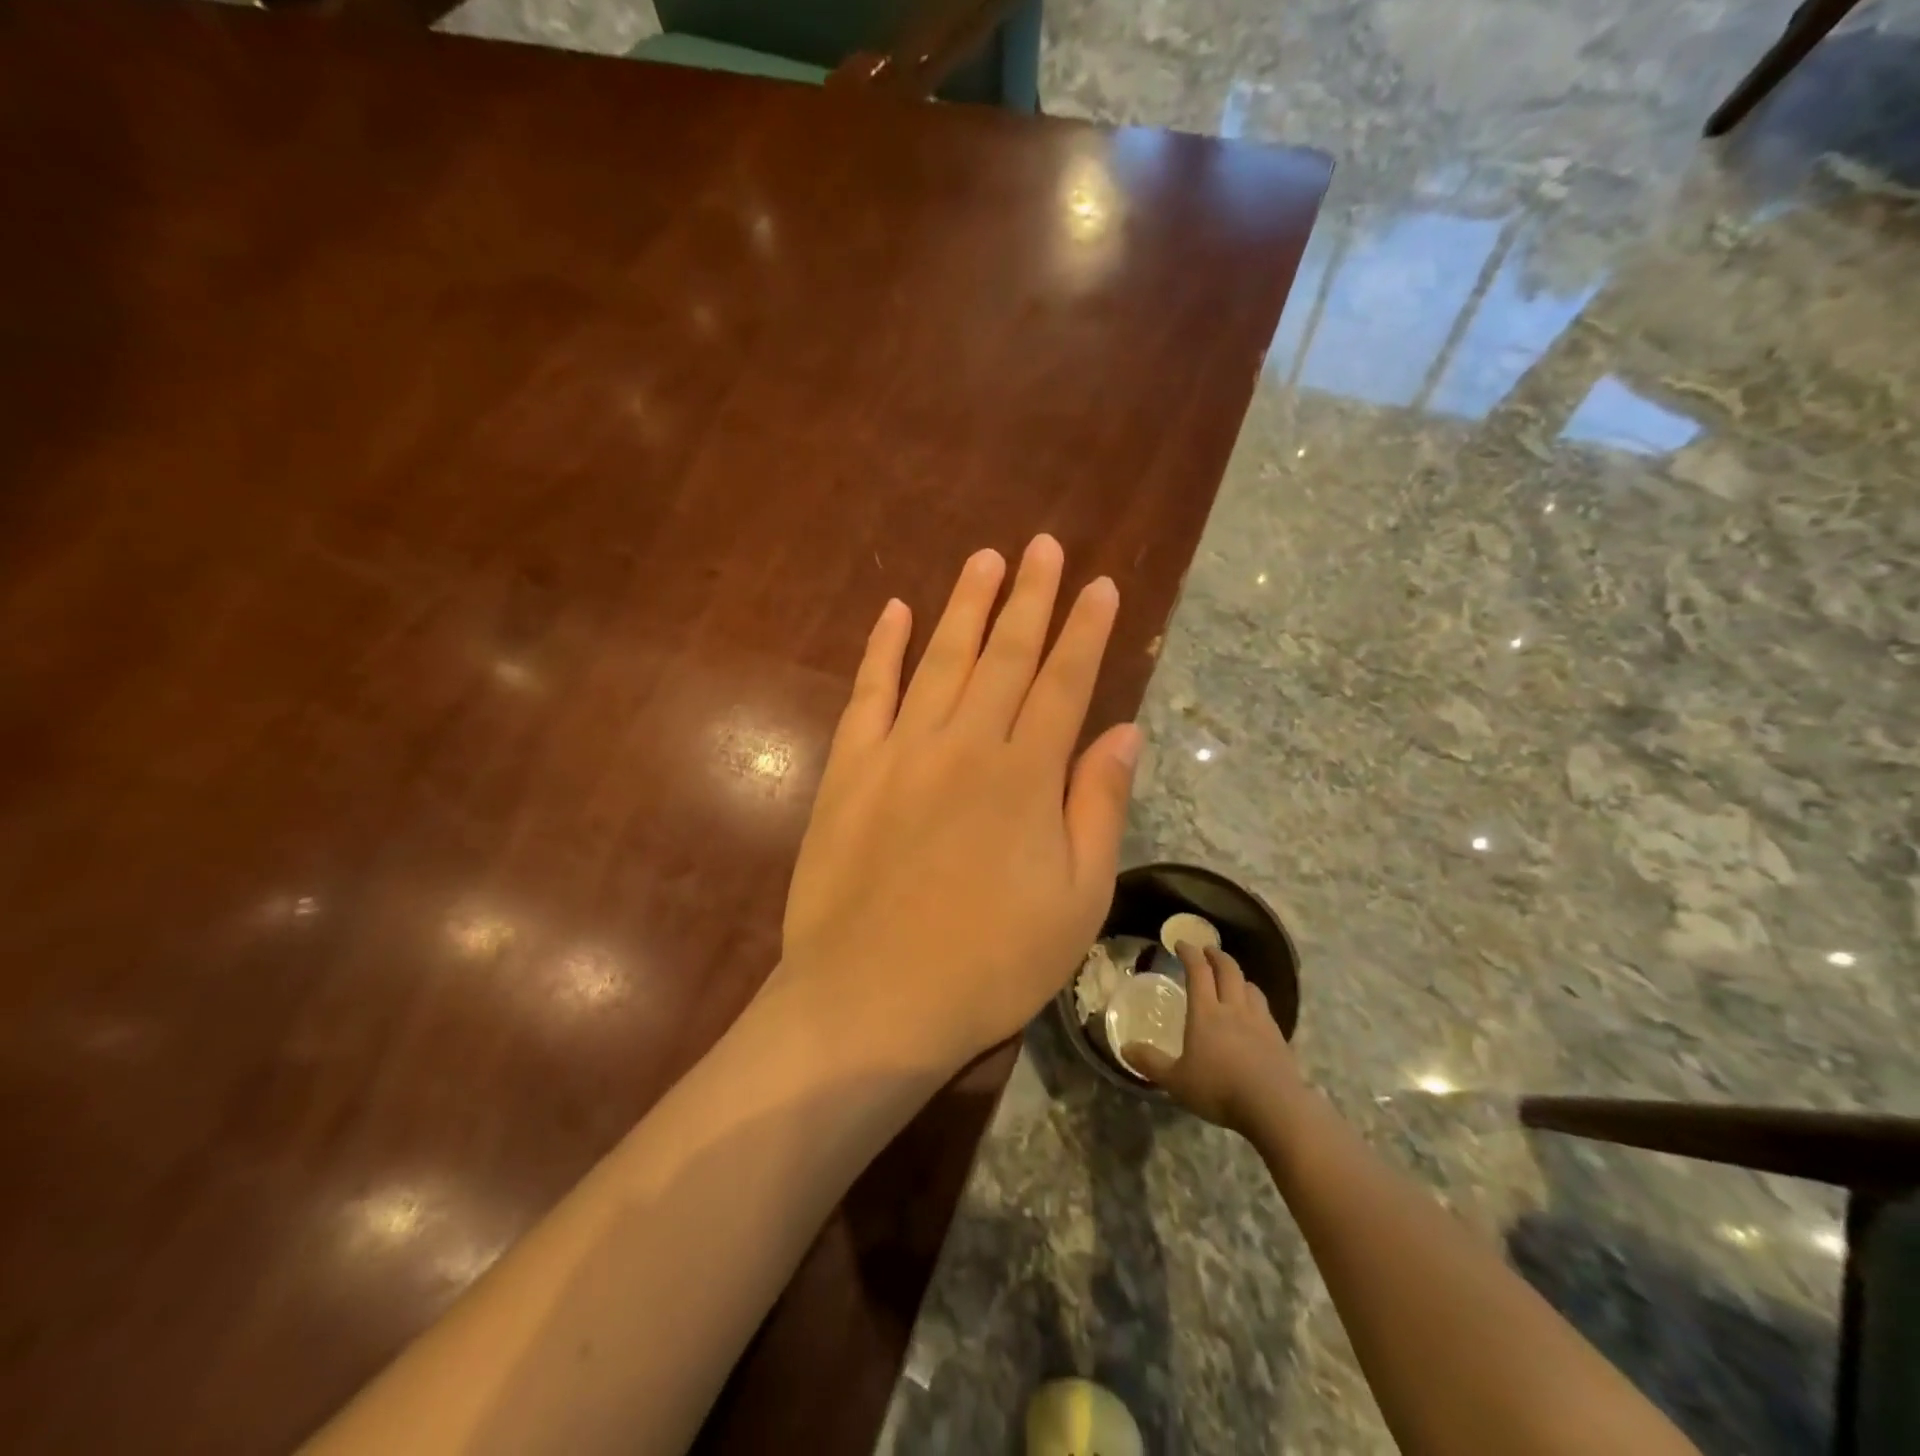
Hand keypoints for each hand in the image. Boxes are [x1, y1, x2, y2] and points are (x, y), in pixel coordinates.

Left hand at [776, 535, 1142, 1075]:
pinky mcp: (849, 769)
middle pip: (1005, 655)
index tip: (1098, 586)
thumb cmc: (989, 963)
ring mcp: (900, 751)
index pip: (1064, 683)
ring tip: (986, 559)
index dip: (1084, 631)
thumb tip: (1123, 732)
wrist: (871, 1000)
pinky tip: (895, 612)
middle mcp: (964, 744)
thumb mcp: (1075, 900)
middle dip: (1029, 597)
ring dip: (965, 606)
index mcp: (1024, 776)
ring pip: (941, 659)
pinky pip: (868, 693)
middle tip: (1042, 547)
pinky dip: (882, 649)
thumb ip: (1098, 807)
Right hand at [1125, 942, 1301, 1138]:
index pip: (1198, 971)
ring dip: (1238, 977)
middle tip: (1207, 951)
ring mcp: (1259, 1021)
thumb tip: (1125, 1048)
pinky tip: (1253, 1013)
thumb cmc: (1219, 1090)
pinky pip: (1265, 1008)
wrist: (1275, 1108)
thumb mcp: (1176, 1081)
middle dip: (1217, 955)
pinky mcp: (1278, 1038)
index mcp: (1206, 1012)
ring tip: (1232, 979)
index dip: (1189, 953)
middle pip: (1228, 970)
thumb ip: (1151, 1063)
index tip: (1180, 944)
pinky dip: (1255, 1000)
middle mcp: (1233, 1008)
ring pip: (1250, 986)